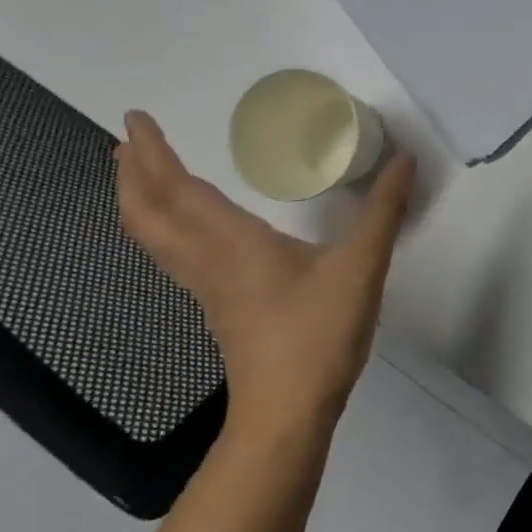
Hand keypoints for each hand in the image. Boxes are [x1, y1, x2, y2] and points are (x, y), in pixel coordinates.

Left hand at [115, 110, 415, 443]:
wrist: (287, 414)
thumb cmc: (318, 335)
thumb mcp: (362, 267)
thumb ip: (384, 212)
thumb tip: (405, 159)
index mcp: (233, 243)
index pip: (178, 190)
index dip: (153, 154)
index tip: (135, 118)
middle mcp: (209, 261)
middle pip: (148, 215)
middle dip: (131, 175)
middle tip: (127, 139)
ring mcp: (209, 288)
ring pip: (155, 239)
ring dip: (140, 201)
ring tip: (143, 175)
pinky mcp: (220, 308)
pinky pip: (175, 256)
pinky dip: (164, 227)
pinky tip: (190, 228)